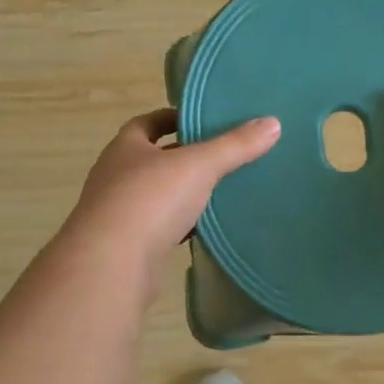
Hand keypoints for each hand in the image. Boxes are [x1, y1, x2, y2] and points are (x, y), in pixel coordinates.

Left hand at [65, 109, 281, 264]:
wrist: (111, 265)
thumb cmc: (150, 200)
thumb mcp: (200, 165)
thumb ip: (235, 145)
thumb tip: (272, 123)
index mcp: (125, 147)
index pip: (147, 123)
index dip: (173, 118)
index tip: (201, 120)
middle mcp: (115, 176)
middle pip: (152, 159)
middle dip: (182, 157)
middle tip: (221, 156)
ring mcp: (117, 214)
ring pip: (155, 196)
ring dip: (181, 194)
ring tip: (219, 192)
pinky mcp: (126, 247)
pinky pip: (158, 229)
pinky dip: (179, 226)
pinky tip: (203, 230)